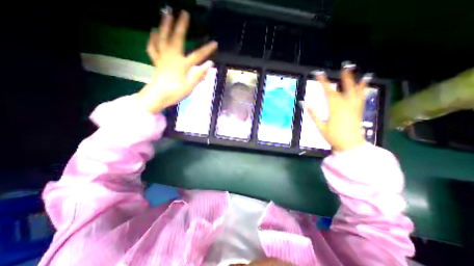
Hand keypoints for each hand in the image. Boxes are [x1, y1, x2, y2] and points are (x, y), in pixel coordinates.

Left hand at [137, 10, 217, 113]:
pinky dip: (152, 39)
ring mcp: (163, 57)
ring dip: (165, 25)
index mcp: (183, 65)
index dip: (207, 49)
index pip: (198, 55)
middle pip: (177, 38)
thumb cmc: (175, 92)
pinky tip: (153, 31)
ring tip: (166, 13)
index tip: (215, 43)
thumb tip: (210, 64)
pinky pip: (153, 47)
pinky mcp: (156, 61)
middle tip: (184, 13)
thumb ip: (199, 74)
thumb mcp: (190, 86)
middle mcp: (172, 57)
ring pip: (163, 38)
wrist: (158, 96)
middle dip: (181, 26)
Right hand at [309, 65, 371, 151]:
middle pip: (344, 89)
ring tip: (358, 72)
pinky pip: (361, 98)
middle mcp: (346, 106)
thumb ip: (314, 115)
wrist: (350, 145)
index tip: (319, 74)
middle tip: (345, 67)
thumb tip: (306, 105)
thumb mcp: (321, 127)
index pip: (329, 93)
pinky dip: (362, 90)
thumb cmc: (333, 137)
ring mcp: (354, 108)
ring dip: (356, 82)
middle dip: (344, 78)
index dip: (323, 83)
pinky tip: (365, 85)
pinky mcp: (358, 111)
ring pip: (356, 92)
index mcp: (335, 110)